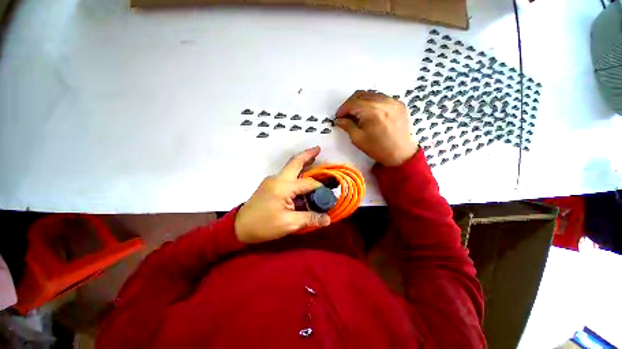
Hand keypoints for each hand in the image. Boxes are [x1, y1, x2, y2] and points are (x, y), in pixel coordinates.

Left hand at [235, 147, 331, 243]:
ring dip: (302, 162)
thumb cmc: (264, 226)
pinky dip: (296, 173)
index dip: (320, 189)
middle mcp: (278, 178)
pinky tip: (302, 178)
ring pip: (290, 167)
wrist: (239, 227)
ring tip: (314, 159)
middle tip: (318, 149)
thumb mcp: (289, 224)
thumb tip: (328, 219)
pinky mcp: (269, 184)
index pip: (308, 183)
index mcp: (283, 187)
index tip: (328, 195)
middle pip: (295, 162)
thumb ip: (310, 218)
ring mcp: (272, 180)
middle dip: (307, 154)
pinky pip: (286, 175)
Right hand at [335, 90, 418, 166]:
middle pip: (361, 94)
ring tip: (358, 114)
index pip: (352, 103)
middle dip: (350, 103)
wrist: (402, 154)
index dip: (342, 109)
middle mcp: (383, 101)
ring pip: (372, 94)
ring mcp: (393, 101)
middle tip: (346, 114)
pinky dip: (373, 102)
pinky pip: (382, 98)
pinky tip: (371, 113)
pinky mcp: (400, 104)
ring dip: (361, 102)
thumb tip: (339, 120)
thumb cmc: (378, 148)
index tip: (338, 116)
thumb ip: (347, 126)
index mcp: (371, 111)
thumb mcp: (358, 139)